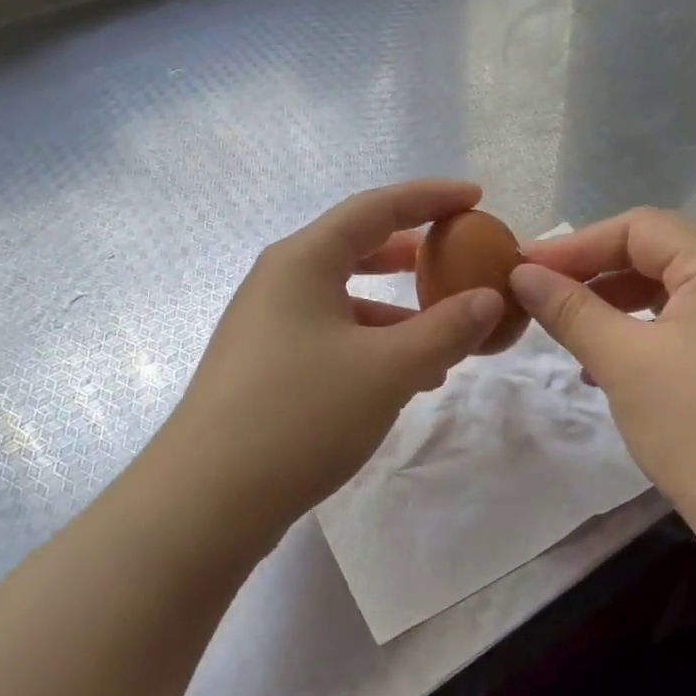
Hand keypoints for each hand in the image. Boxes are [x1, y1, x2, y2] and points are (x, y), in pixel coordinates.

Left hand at [153, 180, 503, 549]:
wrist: (207, 499)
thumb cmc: (302, 414)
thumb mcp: (389, 369)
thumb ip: (446, 329)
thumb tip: (488, 300)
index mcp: (304, 260)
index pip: (377, 208)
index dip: (430, 198)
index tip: (475, 197)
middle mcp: (280, 281)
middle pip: (356, 247)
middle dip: (411, 253)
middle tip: (456, 258)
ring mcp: (266, 324)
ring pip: (345, 299)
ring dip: (395, 312)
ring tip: (443, 338)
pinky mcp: (263, 365)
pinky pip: (330, 335)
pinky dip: (371, 344)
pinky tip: (401, 380)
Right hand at [509, 208, 695, 546]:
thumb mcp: (622, 361)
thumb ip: (569, 309)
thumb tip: (521, 273)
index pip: (639, 228)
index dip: (576, 244)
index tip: (523, 267)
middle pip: (655, 254)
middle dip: (592, 271)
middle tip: (539, 292)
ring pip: (666, 292)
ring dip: (612, 303)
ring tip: (566, 326)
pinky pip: (681, 326)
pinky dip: (638, 332)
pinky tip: (604, 364)